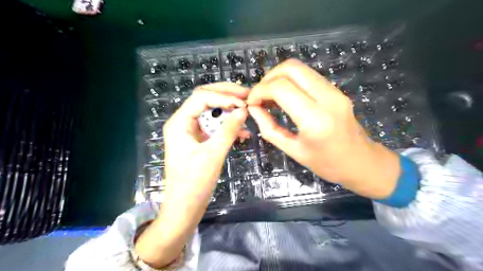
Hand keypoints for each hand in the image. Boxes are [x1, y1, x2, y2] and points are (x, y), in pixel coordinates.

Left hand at [136, 82, 248, 267]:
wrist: (184, 208)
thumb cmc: (194, 184)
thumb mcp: (213, 155)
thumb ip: (229, 130)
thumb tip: (244, 110)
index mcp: (179, 122)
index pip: (202, 97)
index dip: (224, 96)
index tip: (244, 102)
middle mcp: (183, 122)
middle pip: (205, 99)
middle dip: (226, 96)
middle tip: (247, 96)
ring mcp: (191, 131)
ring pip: (211, 112)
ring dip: (229, 111)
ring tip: (247, 112)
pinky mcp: (199, 141)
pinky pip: (214, 127)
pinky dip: (227, 126)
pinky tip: (242, 132)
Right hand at [246, 59, 399, 198]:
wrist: (361, 162)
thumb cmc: (326, 164)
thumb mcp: (293, 150)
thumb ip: (269, 128)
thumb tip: (254, 109)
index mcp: (315, 119)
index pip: (281, 88)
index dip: (260, 90)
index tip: (252, 102)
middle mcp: (327, 98)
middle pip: (291, 68)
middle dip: (268, 78)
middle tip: (260, 96)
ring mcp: (335, 91)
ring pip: (300, 68)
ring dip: (279, 78)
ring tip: (269, 97)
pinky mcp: (336, 90)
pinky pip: (308, 76)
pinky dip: (290, 81)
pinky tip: (284, 97)